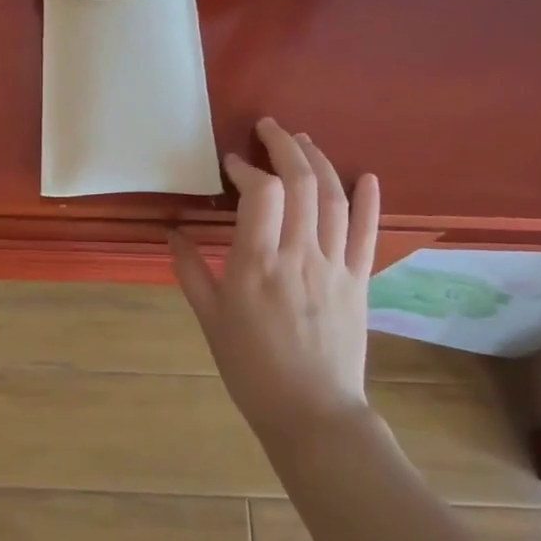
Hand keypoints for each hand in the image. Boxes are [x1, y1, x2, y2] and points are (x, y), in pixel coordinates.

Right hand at [169, 118, 380, 448]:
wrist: (312, 412)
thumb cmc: (251, 368)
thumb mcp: (210, 320)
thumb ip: (190, 271)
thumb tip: (171, 233)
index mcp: (257, 264)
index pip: (262, 193)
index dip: (248, 168)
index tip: (232, 163)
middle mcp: (300, 255)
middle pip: (302, 183)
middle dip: (286, 146)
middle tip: (269, 128)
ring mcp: (335, 266)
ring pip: (334, 198)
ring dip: (320, 161)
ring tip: (303, 140)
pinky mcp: (359, 281)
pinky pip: (368, 233)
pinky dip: (369, 201)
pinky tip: (366, 175)